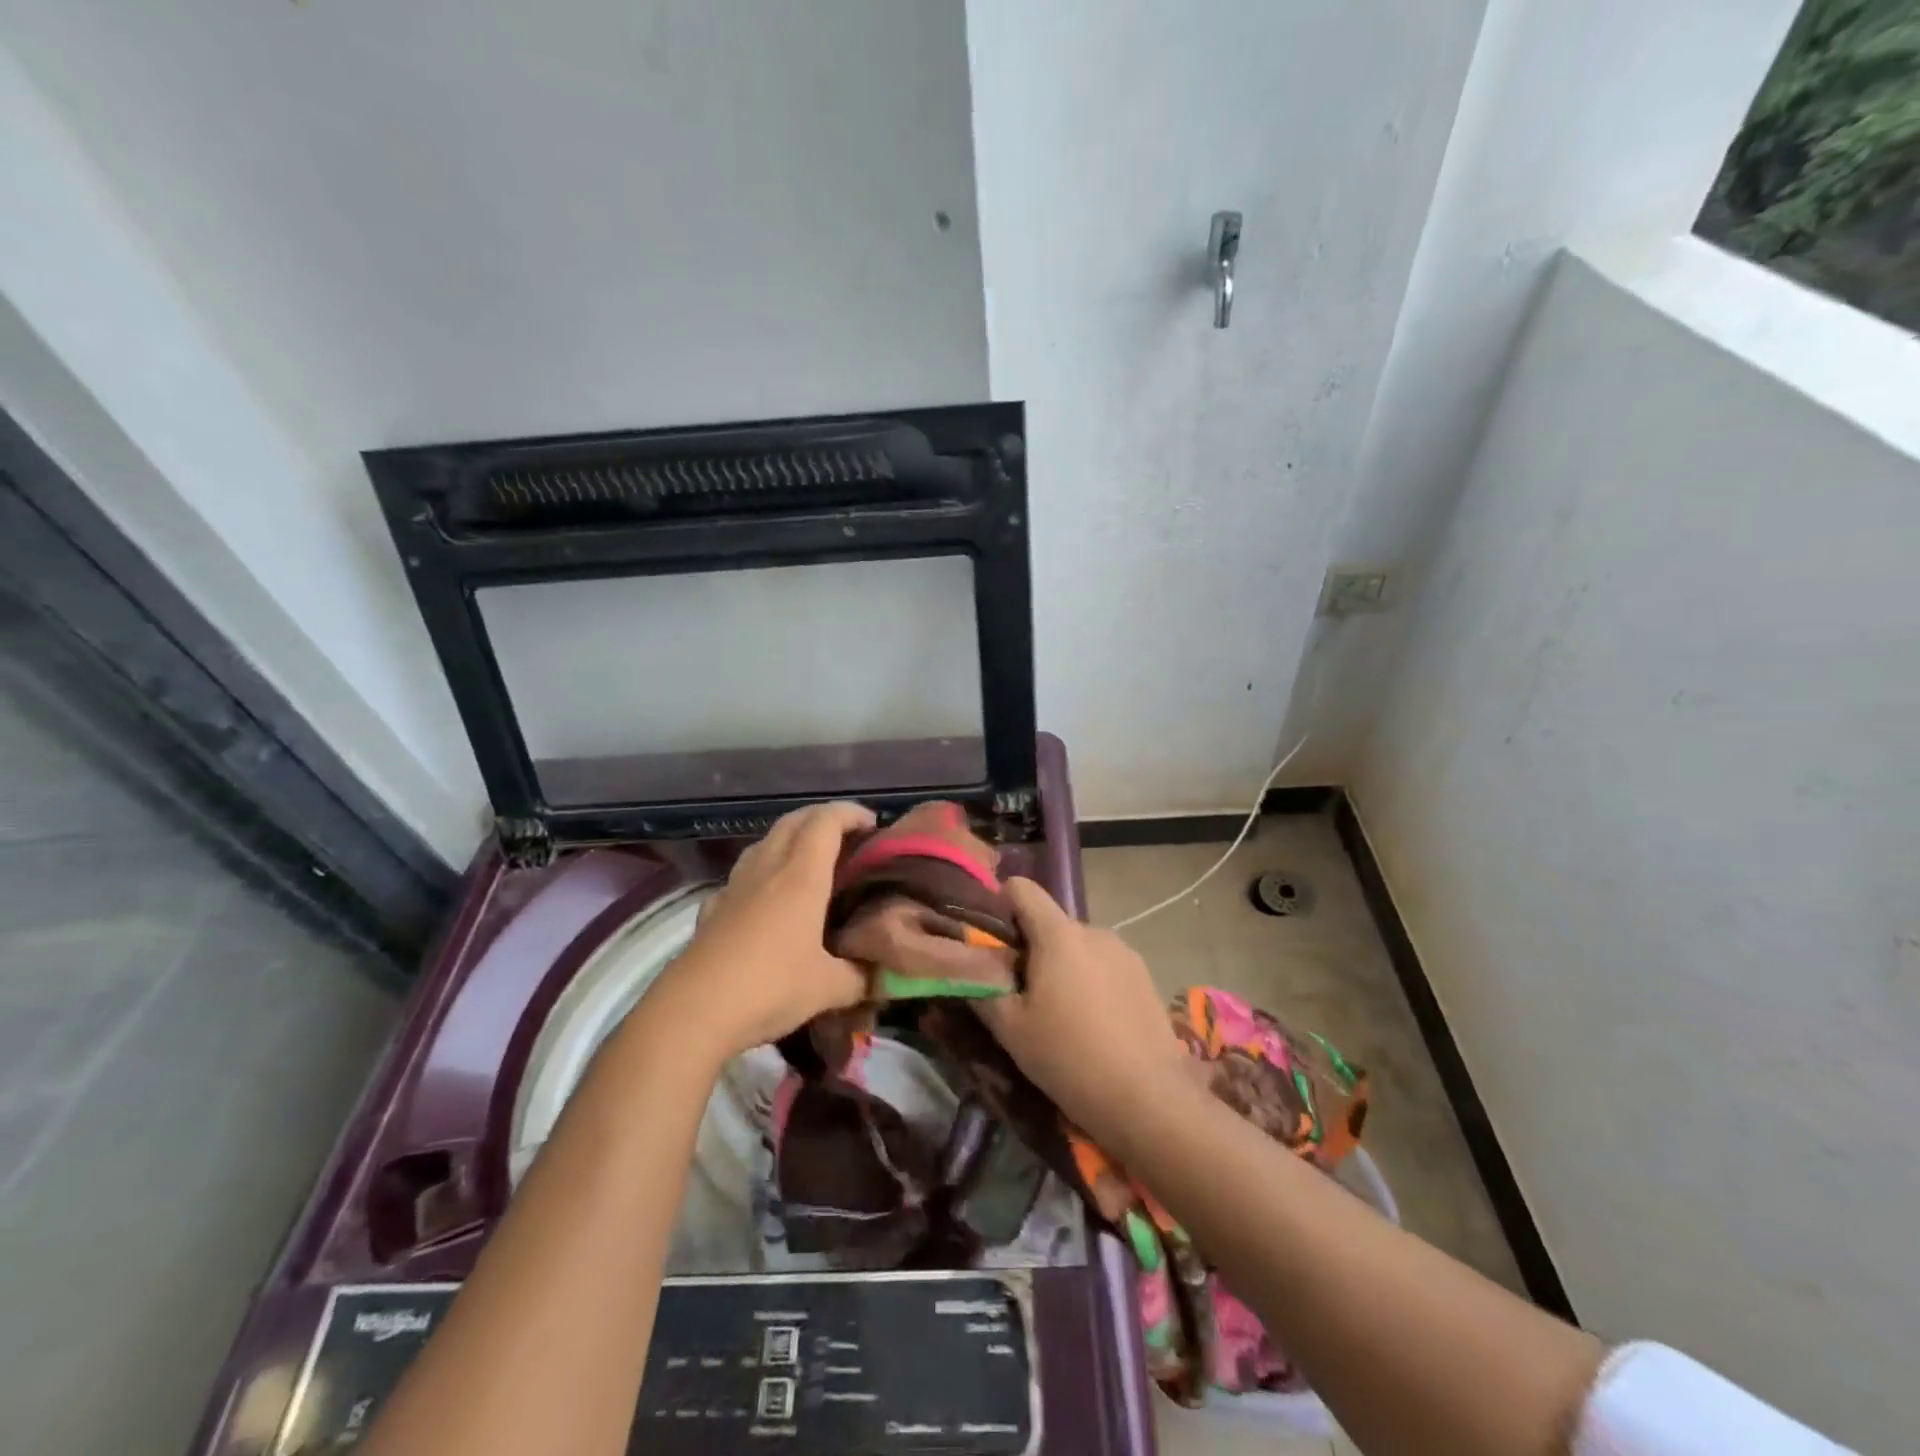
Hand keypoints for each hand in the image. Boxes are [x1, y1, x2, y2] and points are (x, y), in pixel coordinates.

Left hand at [649, 801, 876, 1061]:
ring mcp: (734, 887)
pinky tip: (764, 898)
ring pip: (764, 843)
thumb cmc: (769, 988)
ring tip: (809, 861)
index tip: (873, 825)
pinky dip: (760, 873)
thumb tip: (884, 975)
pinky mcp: (712, 909)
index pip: (826, 821)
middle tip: (847, 837)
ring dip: (789, 839)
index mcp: (801, 876)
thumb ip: (861, 976)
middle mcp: (767, 869)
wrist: (693, 1012)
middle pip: (793, 821)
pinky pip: (740, 876)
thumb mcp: (828, 988)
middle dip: (822, 818)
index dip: (851, 813)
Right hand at [975, 878, 1190, 1144]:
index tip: (992, 943)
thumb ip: (982, 987)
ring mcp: (1125, 952)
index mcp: (1058, 934)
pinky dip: (1091, 982)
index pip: (1022, 888)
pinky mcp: (1145, 977)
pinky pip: (1104, 965)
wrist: (1149, 1100)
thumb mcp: (1010, 1029)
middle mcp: (1094, 931)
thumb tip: (968, 965)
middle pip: (1050, 923)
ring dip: (1063, 967)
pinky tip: (1094, 1025)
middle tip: (1022, 995)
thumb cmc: (1069, 1058)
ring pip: (1078, 947)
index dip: (1000, 905)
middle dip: (1031, 949)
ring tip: (1061, 1016)